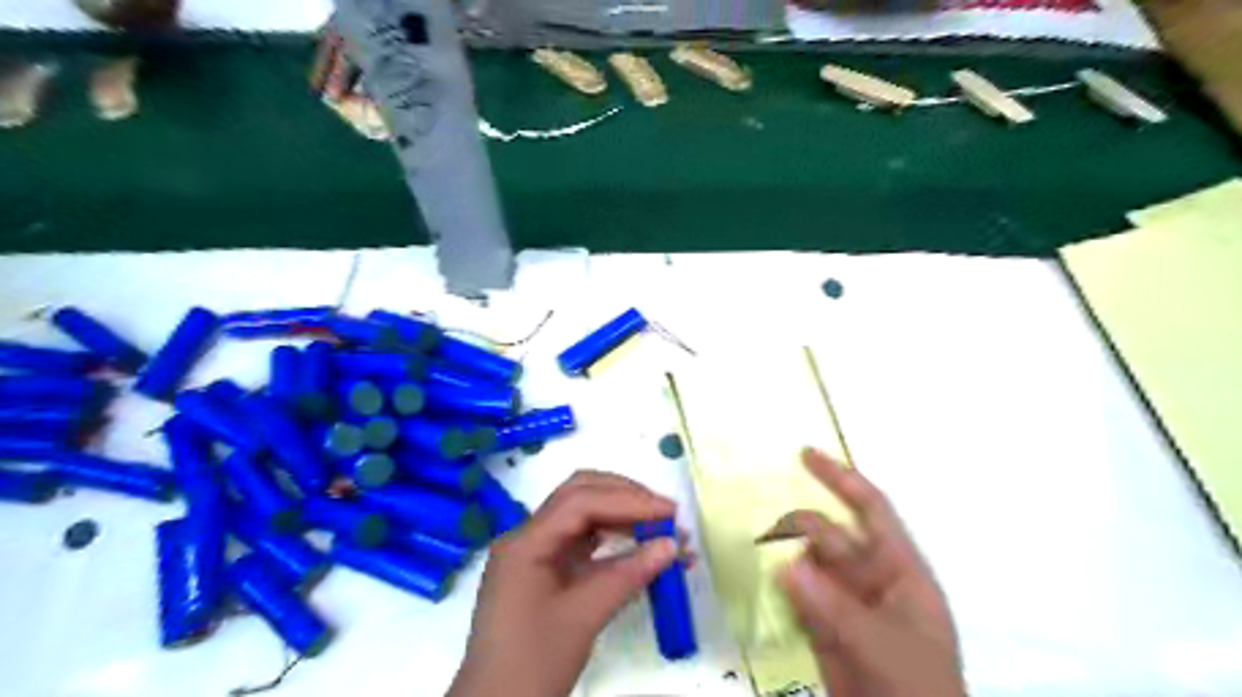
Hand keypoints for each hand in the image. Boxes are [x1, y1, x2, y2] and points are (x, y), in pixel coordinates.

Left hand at [450, 470, 676, 696]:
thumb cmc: (533, 664)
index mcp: (526, 542)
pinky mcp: (546, 570)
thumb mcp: (583, 618)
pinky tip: (641, 550)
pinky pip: (584, 542)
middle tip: (665, 513)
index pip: (581, 502)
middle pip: (580, 495)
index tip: (670, 512)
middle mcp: (528, 536)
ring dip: (623, 517)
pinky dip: (615, 541)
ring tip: (662, 531)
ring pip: (583, 516)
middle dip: (625, 497)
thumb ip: (628, 575)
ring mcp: (536, 552)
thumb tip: (672, 545)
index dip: (629, 501)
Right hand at [779, 448, 962, 696]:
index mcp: (900, 569)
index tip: (805, 454)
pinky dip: (776, 585)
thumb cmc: (916, 689)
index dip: (841, 479)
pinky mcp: (822, 625)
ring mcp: (844, 601)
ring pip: (807, 562)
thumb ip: (833, 606)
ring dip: (781, 552)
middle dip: (798, 524)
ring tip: (751, 544)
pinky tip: (755, 577)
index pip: (871, 510)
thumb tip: (785, 565)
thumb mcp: (883, 647)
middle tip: (763, 527)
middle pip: (828, 535)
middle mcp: (870, 577)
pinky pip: (795, 594)